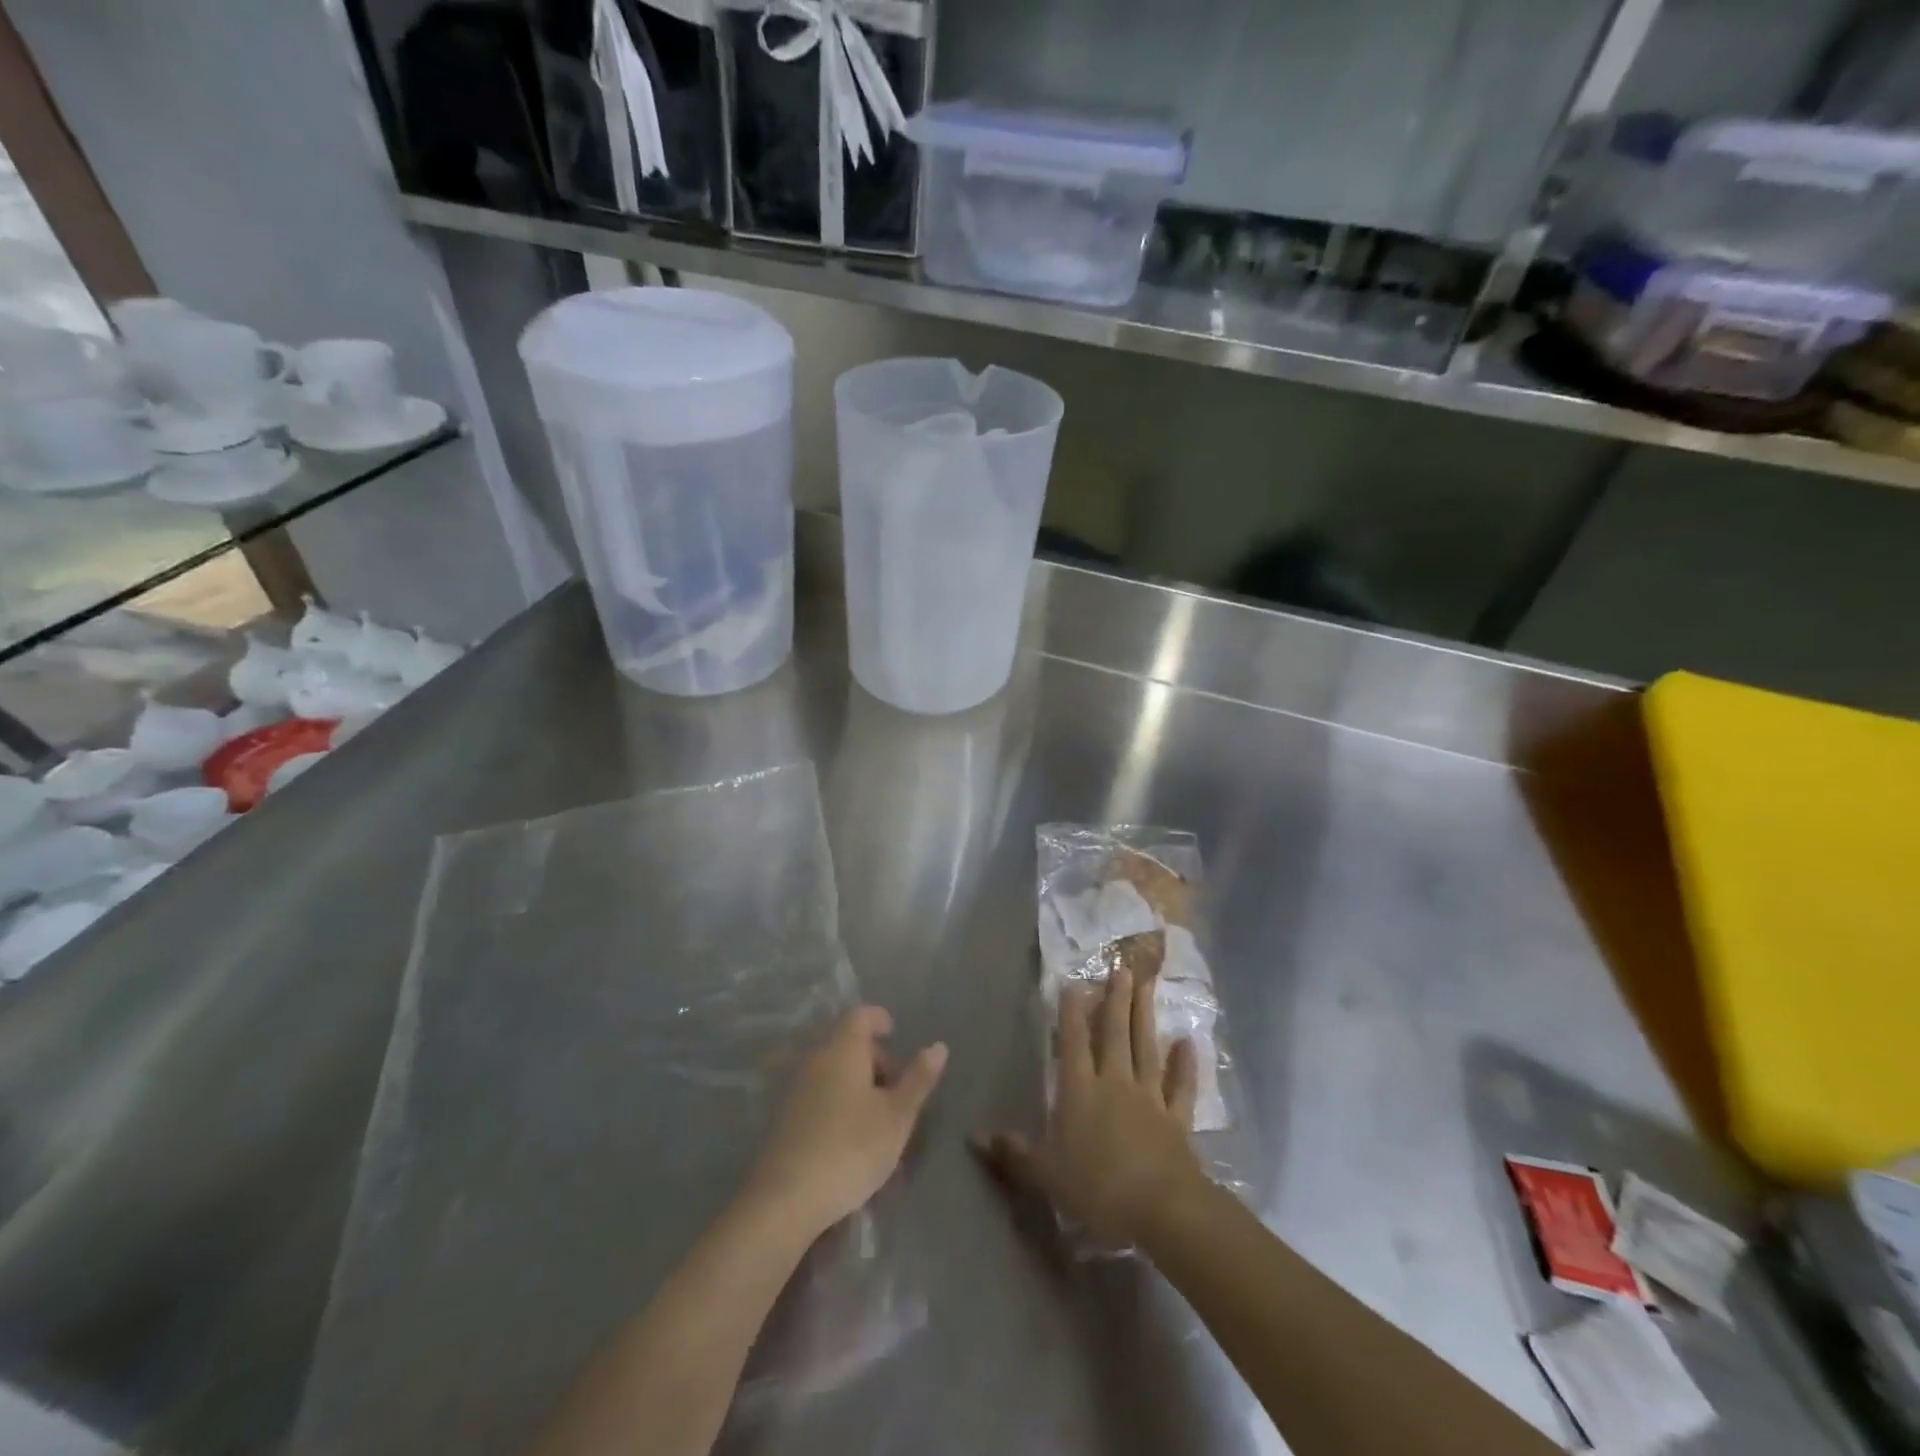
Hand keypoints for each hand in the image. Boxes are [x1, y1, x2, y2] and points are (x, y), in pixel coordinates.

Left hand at [744, 1006, 946, 1237]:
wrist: (787, 1198)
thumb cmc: (851, 1148)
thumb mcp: (897, 1116)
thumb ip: (918, 1079)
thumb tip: (938, 1046)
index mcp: (843, 1049)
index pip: (860, 1015)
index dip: (879, 1018)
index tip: (895, 1033)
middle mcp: (815, 1059)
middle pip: (847, 1043)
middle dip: (874, 1058)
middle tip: (896, 1088)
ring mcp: (795, 1087)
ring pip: (833, 1070)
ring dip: (857, 1083)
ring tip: (878, 1118)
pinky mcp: (784, 1116)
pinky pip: (819, 1093)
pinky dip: (838, 1100)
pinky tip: (850, 1135)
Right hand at [977, 969, 1203, 1247]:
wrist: (1163, 1210)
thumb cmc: (1098, 1189)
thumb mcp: (1047, 1175)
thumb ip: (1015, 1153)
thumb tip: (975, 1136)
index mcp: (1080, 1091)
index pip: (1074, 1042)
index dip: (1072, 1013)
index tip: (1074, 983)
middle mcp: (1115, 1083)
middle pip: (1115, 1033)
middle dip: (1116, 999)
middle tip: (1122, 968)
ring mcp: (1149, 1098)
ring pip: (1146, 1048)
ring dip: (1145, 1015)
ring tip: (1147, 984)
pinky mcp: (1177, 1119)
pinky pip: (1181, 1086)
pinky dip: (1185, 1064)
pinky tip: (1188, 1042)